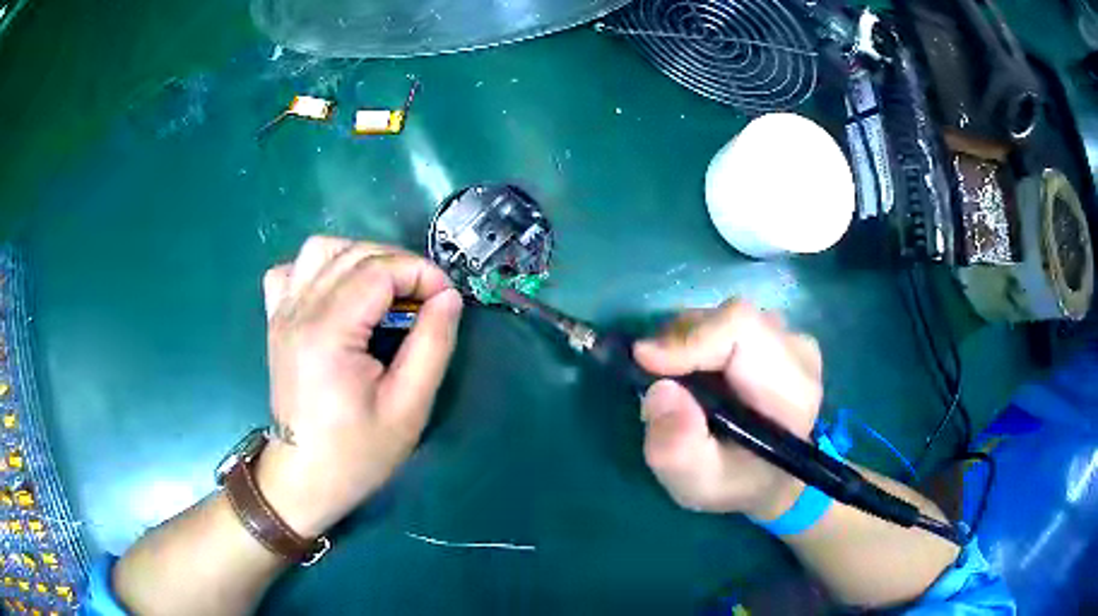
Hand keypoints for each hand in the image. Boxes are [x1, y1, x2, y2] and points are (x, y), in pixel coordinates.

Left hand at [254, 237, 463, 536]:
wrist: (304, 478)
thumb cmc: (357, 453)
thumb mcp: (409, 407)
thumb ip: (432, 344)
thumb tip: (449, 296)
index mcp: (328, 333)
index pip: (378, 270)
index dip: (420, 273)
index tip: (446, 298)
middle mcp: (299, 312)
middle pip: (353, 254)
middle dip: (399, 264)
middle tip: (425, 298)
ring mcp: (282, 313)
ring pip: (320, 250)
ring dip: (360, 257)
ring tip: (385, 289)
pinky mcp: (276, 321)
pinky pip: (292, 270)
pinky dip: (319, 268)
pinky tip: (338, 292)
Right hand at [634, 301, 821, 520]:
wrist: (771, 478)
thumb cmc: (737, 484)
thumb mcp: (698, 484)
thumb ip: (676, 449)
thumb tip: (659, 391)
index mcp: (792, 390)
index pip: (742, 330)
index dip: (690, 337)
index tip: (644, 361)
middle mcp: (797, 352)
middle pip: (729, 319)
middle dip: (679, 343)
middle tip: (651, 381)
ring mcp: (789, 338)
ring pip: (724, 318)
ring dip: (687, 344)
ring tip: (675, 385)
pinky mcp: (775, 334)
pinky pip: (726, 323)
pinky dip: (697, 343)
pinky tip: (694, 376)